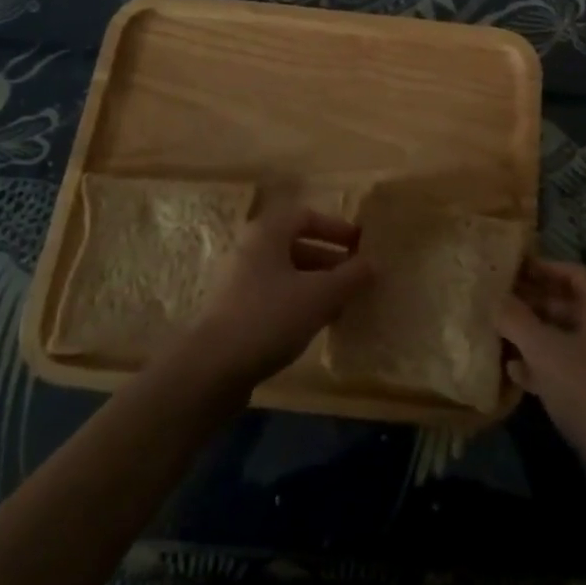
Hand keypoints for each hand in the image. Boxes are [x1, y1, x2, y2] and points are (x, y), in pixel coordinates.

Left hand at [171, 204, 374, 391]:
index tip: (360, 244)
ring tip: (342, 304)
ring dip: (316, 284)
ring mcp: (238, 282)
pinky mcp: (234, 312)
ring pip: (286, 273)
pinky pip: (274, 296)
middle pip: (296, 244)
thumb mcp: (320, 295)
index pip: (306, 216)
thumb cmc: (269, 317)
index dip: (336, 228)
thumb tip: (374, 263)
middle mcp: (250, 249)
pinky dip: (298, 302)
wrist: (211, 369)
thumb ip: (351, 277)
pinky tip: (315, 324)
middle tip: (357, 277)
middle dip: (330, 259)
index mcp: (267, 233)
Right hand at [497, 259, 585, 519]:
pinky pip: (570, 366)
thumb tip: (495, 298)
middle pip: (568, 303)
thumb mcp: (545, 352)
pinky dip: (544, 364)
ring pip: (567, 337)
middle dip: (532, 302)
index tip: (508, 268)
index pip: (571, 271)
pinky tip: (514, 372)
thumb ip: (516, 320)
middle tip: (496, 301)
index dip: (540, 267)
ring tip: (498, 333)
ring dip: (534, 335)